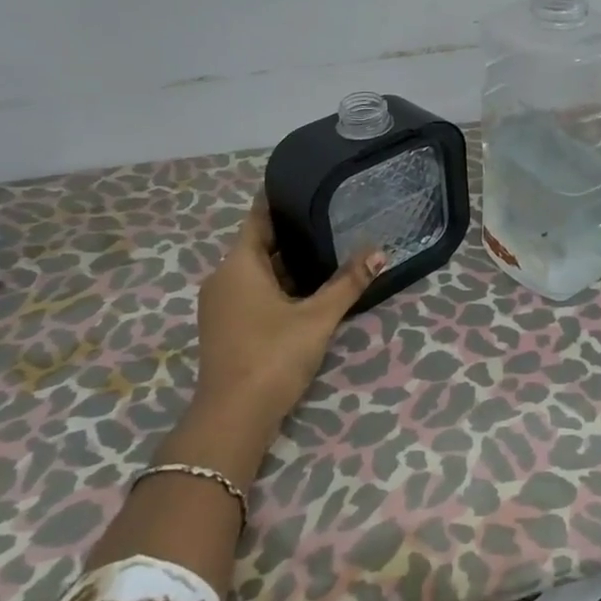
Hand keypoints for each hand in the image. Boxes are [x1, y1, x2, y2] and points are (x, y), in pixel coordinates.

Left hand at [193, 197, 382, 438]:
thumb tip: (379, 251)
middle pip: (258, 245)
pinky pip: (253, 292)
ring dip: (286, 263)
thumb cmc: (274, 355)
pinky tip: (308, 288)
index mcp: (238, 266)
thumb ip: (348, 283)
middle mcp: (223, 279)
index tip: (301, 183)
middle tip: (328, 215)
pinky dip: (278, 285)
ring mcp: (221, 305)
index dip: (277, 201)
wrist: (234, 417)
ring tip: (326, 248)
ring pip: (257, 271)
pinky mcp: (227, 327)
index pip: (257, 219)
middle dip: (291, 233)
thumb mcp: (318, 317)